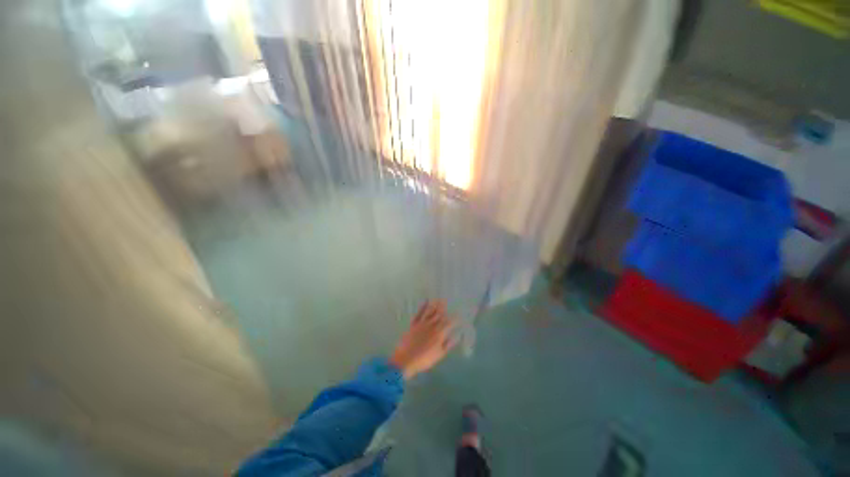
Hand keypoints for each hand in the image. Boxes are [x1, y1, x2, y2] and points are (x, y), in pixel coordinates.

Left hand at [390, 300, 456, 378]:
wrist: (406, 360)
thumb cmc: (424, 359)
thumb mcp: (439, 354)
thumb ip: (448, 344)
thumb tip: (457, 336)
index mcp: (439, 334)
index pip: (449, 324)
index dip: (454, 319)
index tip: (458, 315)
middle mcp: (431, 326)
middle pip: (439, 315)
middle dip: (444, 308)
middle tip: (447, 302)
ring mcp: (422, 324)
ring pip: (430, 312)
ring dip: (435, 305)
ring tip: (439, 299)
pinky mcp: (414, 324)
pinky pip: (419, 313)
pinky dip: (423, 306)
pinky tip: (426, 301)